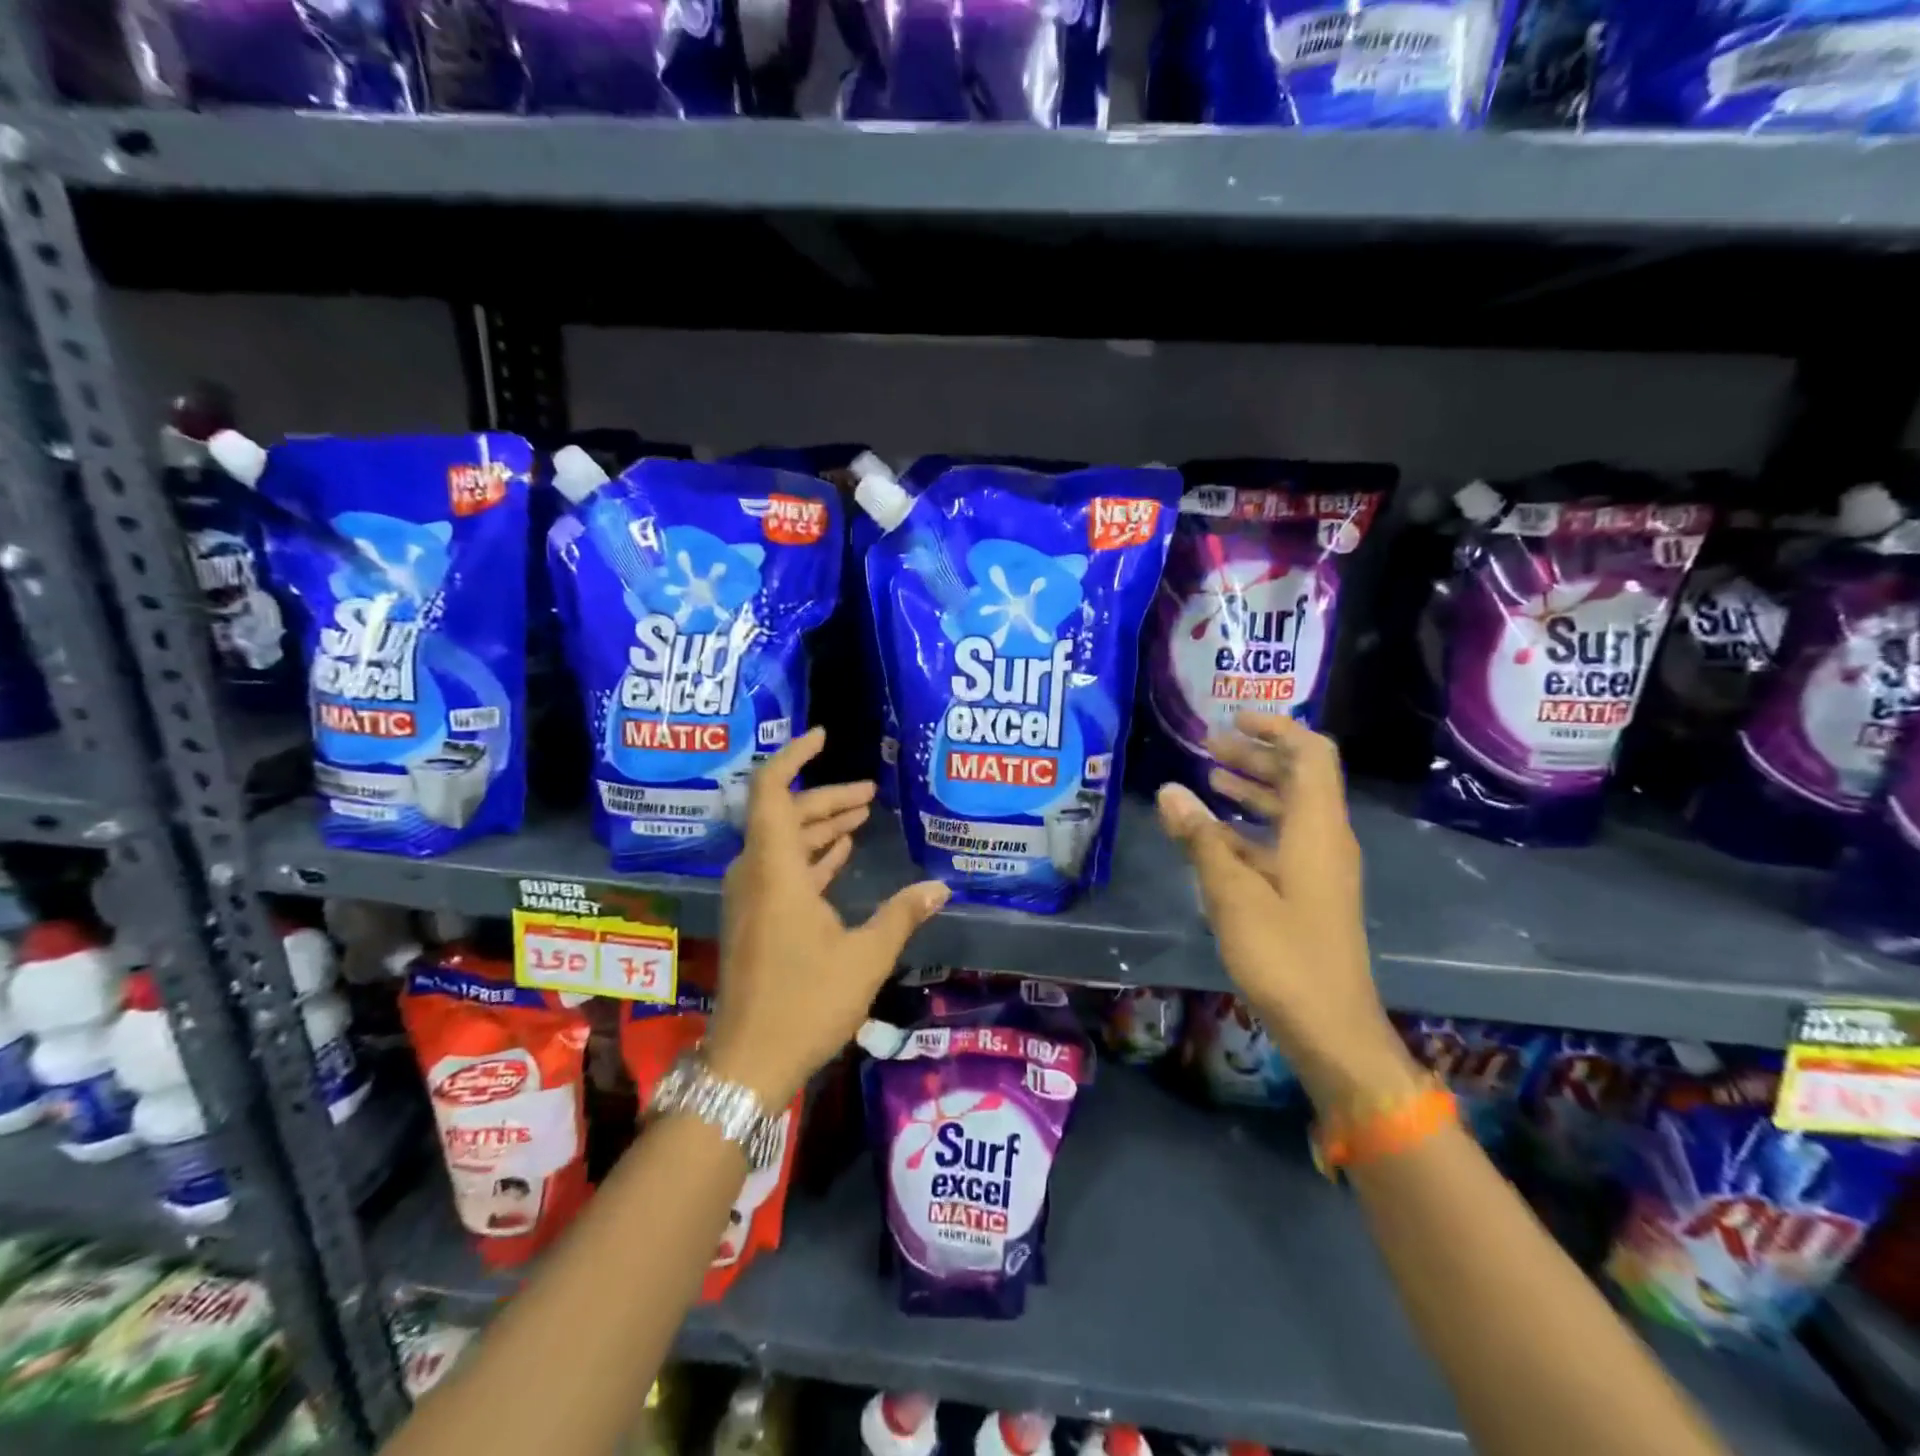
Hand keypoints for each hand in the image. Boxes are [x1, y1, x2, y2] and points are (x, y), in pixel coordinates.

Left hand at [708, 728, 950, 1106]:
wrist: (748, 1063)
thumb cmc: (806, 1002)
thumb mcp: (865, 956)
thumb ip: (902, 915)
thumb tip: (941, 888)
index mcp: (775, 869)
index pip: (771, 790)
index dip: (794, 757)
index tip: (823, 737)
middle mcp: (756, 874)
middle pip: (785, 815)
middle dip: (826, 799)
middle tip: (869, 794)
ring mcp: (752, 898)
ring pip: (784, 843)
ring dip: (820, 828)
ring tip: (861, 816)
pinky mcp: (756, 919)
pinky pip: (782, 870)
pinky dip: (811, 857)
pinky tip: (840, 855)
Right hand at [1156, 712, 1414, 1111]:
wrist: (1331, 1028)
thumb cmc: (1284, 956)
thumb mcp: (1233, 893)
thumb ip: (1201, 839)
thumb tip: (1169, 790)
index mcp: (1317, 829)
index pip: (1311, 754)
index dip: (1277, 728)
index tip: (1234, 718)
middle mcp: (1325, 840)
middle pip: (1299, 778)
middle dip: (1256, 756)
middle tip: (1209, 745)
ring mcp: (1319, 868)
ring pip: (1289, 811)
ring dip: (1253, 789)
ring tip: (1209, 778)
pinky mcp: (1309, 893)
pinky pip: (1281, 842)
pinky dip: (1250, 828)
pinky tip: (1214, 836)